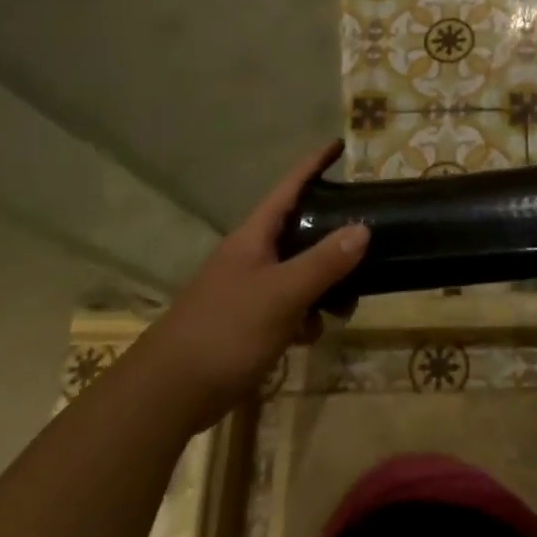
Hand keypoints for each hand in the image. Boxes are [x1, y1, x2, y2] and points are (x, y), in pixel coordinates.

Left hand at [148, 141, 367, 408]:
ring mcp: (248, 289)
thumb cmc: (226, 331)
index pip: (289, 188)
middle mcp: (251, 256)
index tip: (339, 144)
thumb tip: (362, 229)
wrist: (170, 392)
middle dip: (333, 239)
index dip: (313, 164)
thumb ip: (323, 262)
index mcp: (254, 238)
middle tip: (367, 244)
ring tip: (346, 306)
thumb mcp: (282, 294)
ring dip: (324, 285)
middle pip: (300, 231)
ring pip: (299, 273)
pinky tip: (311, 336)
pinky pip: (289, 305)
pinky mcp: (248, 321)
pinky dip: (305, 315)